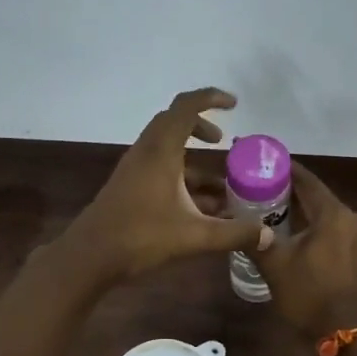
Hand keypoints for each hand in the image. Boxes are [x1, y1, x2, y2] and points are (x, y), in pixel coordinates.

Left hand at [59, 87, 270, 284]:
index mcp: (161, 152)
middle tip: (222, 142)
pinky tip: (198, 206)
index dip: (210, 98)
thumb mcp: (194, 237)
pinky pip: (158, 167)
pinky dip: (180, 175)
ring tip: (218, 184)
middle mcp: (146, 152)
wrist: (89, 257)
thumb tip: (267, 234)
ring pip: (165, 148)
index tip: (233, 104)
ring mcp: (134, 168)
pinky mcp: (128, 185)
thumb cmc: (141, 237)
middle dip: (201, 126)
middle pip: (173, 122)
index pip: (186, 107)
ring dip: (191, 157)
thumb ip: (233, 234)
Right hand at [251, 163, 356, 339]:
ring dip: (300, 208)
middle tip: (257, 185)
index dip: (283, 168)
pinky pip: (331, 228)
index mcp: (334, 214)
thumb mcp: (275, 266)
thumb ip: (254, 239)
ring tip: (269, 206)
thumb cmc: (309, 294)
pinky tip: (290, 230)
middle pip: (315, 195)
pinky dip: (312, 224)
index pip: (306, 179)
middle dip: (288, 190)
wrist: (345, 334)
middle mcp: (351, 218)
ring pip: (323, 213)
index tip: (261, 161)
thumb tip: (230, 221)